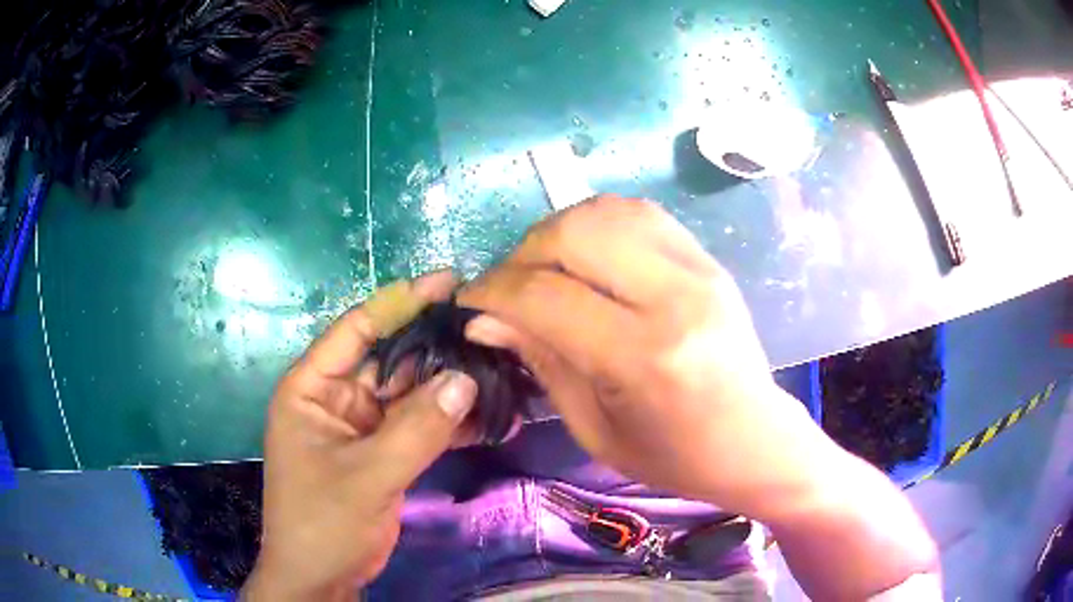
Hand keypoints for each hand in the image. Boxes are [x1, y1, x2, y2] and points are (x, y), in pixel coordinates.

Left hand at [243, 272, 477, 600]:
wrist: (322, 577)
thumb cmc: (322, 522)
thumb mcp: (366, 476)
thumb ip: (416, 429)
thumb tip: (466, 380)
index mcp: (312, 387)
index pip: (357, 329)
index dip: (400, 302)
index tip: (448, 281)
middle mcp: (338, 397)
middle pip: (391, 358)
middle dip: (437, 346)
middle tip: (490, 327)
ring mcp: (364, 426)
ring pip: (411, 393)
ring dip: (451, 386)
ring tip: (501, 365)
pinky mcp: (385, 452)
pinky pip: (420, 426)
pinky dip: (451, 422)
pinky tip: (490, 416)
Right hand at [459, 196, 828, 514]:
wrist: (753, 439)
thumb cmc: (674, 455)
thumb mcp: (594, 427)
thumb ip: (541, 362)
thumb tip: (485, 319)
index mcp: (643, 356)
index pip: (544, 295)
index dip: (492, 292)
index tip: (470, 303)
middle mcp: (674, 296)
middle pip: (573, 233)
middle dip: (522, 253)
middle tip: (508, 286)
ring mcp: (698, 268)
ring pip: (605, 211)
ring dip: (558, 232)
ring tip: (545, 268)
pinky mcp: (708, 258)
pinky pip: (638, 214)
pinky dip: (597, 225)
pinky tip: (587, 256)